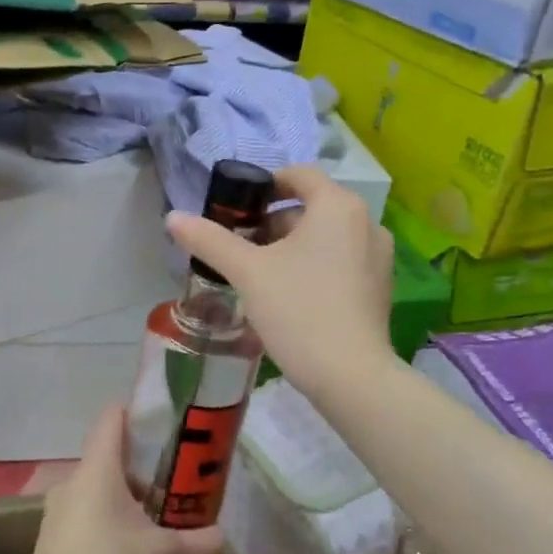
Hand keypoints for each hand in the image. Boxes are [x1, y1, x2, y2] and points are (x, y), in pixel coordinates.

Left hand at [21, 404, 220, 553]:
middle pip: (107, 455)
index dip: (135, 411)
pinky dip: (106, 515)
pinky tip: (127, 541)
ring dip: (122, 494)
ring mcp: (59, 507)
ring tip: (153, 512)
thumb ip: (193, 541)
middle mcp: (74, 479)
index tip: (160, 419)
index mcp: (97, 468)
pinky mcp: (52, 534)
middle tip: (169, 476)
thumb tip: (221, 536)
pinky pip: (84, 510)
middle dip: (138, 464)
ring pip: (95, 486)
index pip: (112, 418)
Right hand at [166, 165, 395, 398]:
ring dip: (292, 245)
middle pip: (312, 208)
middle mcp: (366, 223)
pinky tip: (289, 295)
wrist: (351, 377)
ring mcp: (378, 256)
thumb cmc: (299, 311)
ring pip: (326, 236)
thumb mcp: (247, 272)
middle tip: (240, 246)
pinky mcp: (379, 287)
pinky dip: (314, 264)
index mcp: (338, 206)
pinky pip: (341, 260)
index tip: (237, 207)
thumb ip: (210, 240)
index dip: (266, 185)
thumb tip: (173, 217)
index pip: (300, 175)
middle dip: (273, 222)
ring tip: (259, 273)